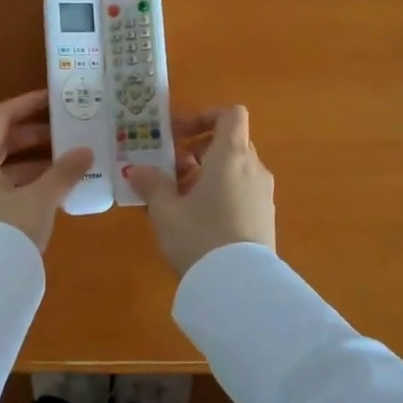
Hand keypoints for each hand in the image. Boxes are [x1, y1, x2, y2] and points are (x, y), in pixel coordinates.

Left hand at [0, 90, 94, 251]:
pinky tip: (50, 190)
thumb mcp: (41, 199)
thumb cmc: (7, 232)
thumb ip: (63, 172)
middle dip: (33, 134)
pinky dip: (23, 183)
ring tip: (65, 160)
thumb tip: (86, 151)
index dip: (26, 104)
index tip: (53, 99)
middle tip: (65, 130)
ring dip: (31, 161)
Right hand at [127, 105, 274, 276]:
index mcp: (231, 156)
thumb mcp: (165, 210)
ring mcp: (263, 194)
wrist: (239, 288)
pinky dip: (221, 193)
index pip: (231, 115)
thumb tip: (137, 169)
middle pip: (230, 142)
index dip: (205, 116)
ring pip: (235, 169)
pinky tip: (197, 220)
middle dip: (198, 150)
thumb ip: (151, 184)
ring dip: (208, 174)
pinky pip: (242, 192)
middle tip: (171, 169)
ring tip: (179, 198)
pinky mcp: (265, 218)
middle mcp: (253, 168)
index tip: (179, 134)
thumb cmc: (199, 237)